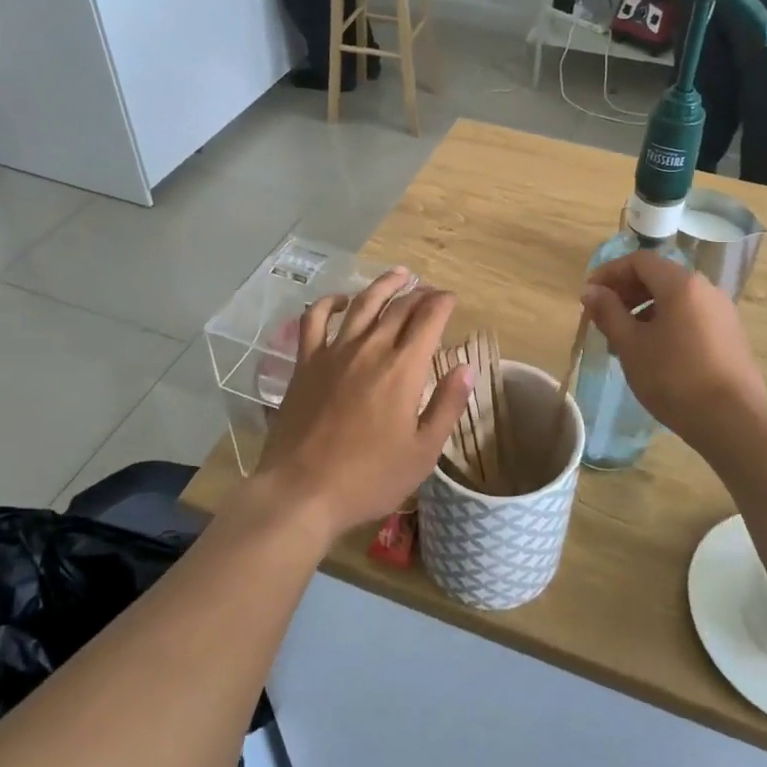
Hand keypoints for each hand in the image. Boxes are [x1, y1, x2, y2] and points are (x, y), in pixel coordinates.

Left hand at [253, 270, 472, 542]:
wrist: (302, 491)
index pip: (429, 319)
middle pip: (399, 307)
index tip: (452, 299)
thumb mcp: (423, 452)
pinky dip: (329, 302)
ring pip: (362, 303)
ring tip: (399, 275)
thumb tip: (465, 368)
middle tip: (431, 291)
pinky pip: (315, 319)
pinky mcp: (305, 363)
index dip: (443, 303)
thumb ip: (447, 405)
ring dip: (383, 285)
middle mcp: (370, 349)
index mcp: (403, 369)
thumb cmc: (369, 478)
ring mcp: (334, 352)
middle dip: (420, 293)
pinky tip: (340, 299)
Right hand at [581, 251, 766, 441]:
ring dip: (645, 309)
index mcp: (681, 284)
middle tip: (603, 316)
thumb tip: (591, 291)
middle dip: (627, 291)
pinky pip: (691, 316)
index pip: (640, 261)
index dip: (610, 272)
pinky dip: (666, 322)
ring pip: (676, 298)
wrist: (732, 422)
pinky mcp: (731, 335)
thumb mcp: (631, 345)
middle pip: (659, 276)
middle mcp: (706, 289)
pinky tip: (654, 352)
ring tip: (625, 338)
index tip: (590, 295)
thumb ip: (608, 312)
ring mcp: (723, 312)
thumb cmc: (673, 378)